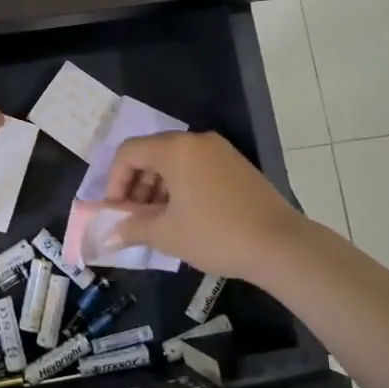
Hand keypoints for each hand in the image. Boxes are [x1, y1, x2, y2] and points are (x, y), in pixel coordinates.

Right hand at [100, 130, 309, 281]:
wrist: (280, 245)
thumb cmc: (215, 234)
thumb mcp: (166, 234)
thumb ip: (132, 228)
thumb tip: (108, 237)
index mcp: (175, 149)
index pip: (128, 152)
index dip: (114, 181)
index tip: (116, 211)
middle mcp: (196, 141)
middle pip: (151, 154)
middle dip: (135, 186)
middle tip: (133, 219)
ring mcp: (220, 152)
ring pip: (174, 162)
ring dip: (157, 189)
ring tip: (156, 223)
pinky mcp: (236, 166)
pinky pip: (196, 169)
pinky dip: (180, 188)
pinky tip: (182, 218)